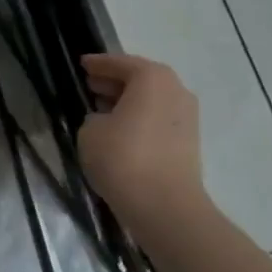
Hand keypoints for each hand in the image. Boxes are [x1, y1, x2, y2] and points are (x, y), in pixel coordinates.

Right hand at [77, 53, 206, 241]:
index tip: (82, 64)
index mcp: (152, 77)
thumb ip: (94, 117)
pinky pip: (158, 120)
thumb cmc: (123, 158)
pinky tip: (120, 132)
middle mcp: (175, 90)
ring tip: (102, 110)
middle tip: (90, 85)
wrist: (165, 208)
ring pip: (151, 101)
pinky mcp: (189, 143)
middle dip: (114, 82)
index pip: (120, 63)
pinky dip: (140, 120)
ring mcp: (187, 117)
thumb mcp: (90, 131)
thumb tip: (105, 121)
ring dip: (128, 102)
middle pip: (140, 79)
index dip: (98, 64)